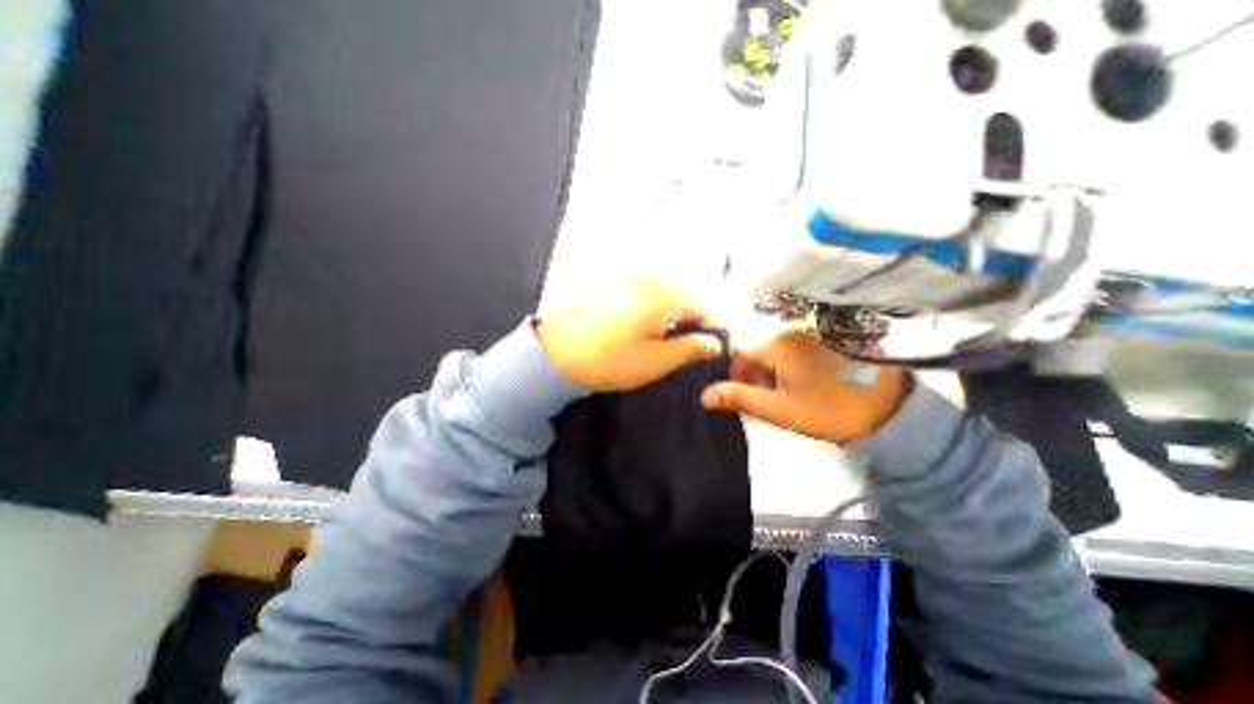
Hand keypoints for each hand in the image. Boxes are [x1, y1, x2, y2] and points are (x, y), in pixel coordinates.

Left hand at [532, 277, 726, 391]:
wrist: (556, 355)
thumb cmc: (609, 361)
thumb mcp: (656, 362)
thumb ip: (690, 349)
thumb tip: (714, 343)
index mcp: (662, 296)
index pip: (701, 304)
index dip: (710, 325)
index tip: (707, 345)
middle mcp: (646, 278)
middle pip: (682, 294)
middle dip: (689, 317)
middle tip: (684, 344)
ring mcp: (625, 277)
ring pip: (662, 291)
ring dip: (669, 311)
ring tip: (660, 337)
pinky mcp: (609, 282)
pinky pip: (641, 289)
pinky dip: (649, 305)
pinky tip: (638, 325)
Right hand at [696, 329, 911, 440]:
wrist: (893, 409)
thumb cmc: (830, 409)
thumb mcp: (780, 409)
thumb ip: (740, 398)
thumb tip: (704, 395)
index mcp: (777, 345)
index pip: (739, 350)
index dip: (736, 373)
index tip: (746, 395)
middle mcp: (792, 331)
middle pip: (758, 348)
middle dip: (756, 374)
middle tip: (770, 399)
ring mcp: (812, 332)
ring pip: (776, 349)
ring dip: (774, 371)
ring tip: (790, 394)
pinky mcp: (828, 338)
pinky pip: (795, 348)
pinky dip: (791, 365)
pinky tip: (807, 383)